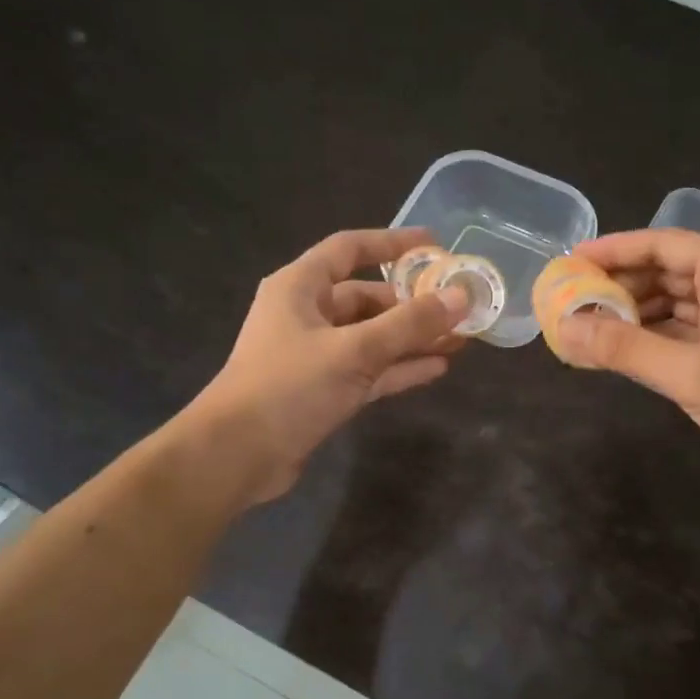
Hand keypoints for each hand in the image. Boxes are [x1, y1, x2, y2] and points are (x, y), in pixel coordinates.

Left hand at [185, 228, 468, 501]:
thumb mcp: (354, 350)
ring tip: (459, 339)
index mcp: (300, 287)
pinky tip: (437, 369)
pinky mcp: (324, 390)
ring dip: (412, 339)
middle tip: (458, 307)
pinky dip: (399, 368)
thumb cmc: (289, 387)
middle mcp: (308, 315)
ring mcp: (316, 355)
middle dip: (413, 303)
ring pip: (373, 338)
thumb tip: (461, 296)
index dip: (392, 244)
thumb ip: (409, 324)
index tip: (434, 246)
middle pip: (367, 298)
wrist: (238, 454)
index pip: (349, 249)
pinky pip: (370, 370)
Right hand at [555, 228, 699, 486]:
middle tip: (572, 300)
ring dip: (637, 316)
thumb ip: (626, 350)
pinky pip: (688, 335)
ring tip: (590, 328)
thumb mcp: (691, 373)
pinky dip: (657, 341)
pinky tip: (626, 353)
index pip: (664, 244)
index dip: (615, 250)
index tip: (572, 261)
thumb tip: (564, 329)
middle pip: (669, 273)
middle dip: (621, 286)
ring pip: (677, 306)